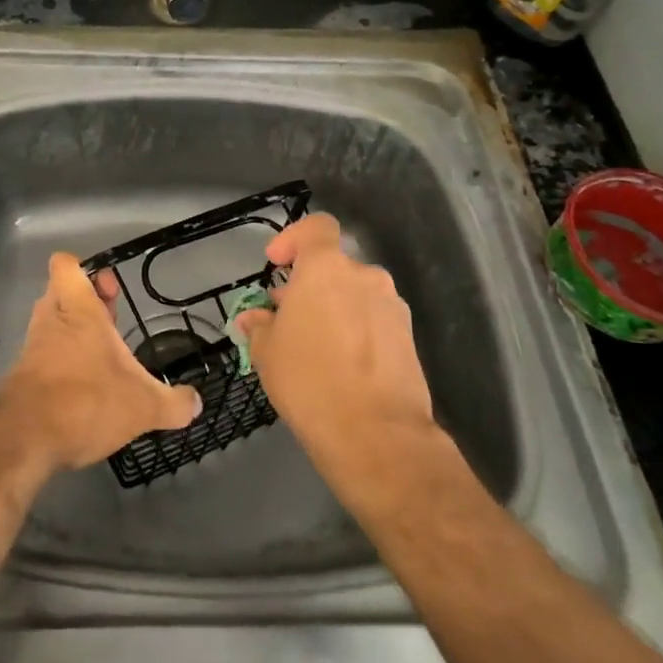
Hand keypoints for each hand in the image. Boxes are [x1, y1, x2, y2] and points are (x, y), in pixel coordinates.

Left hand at [0, 253, 201, 473]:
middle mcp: (52, 320)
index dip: (83, 268)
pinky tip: (84, 385)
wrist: (26, 441)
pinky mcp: (22, 376)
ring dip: (74, 331)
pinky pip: (44, 355)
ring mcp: (33, 348)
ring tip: (103, 353)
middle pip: (62, 292)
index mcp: (79, 310)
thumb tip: (196, 403)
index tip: (107, 284)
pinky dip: (61, 361)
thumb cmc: (87, 402)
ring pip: (52, 323)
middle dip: (86, 300)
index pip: (65, 265)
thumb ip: (173, 403)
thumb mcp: (144, 406)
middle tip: (113, 315)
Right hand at [235, 214, 443, 478]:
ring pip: (355, 295)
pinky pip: (374, 321)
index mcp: (326, 269)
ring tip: (313, 346)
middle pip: (334, 268)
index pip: (317, 228)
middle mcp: (365, 277)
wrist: (376, 434)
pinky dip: (356, 331)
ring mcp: (392, 307)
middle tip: (287, 317)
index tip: (277, 264)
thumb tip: (253, 318)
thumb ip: (259, 326)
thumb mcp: (267, 352)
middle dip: (309, 286)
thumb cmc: (309, 381)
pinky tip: (340, 366)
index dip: (294, 238)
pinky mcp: (409, 338)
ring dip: (333, 309)